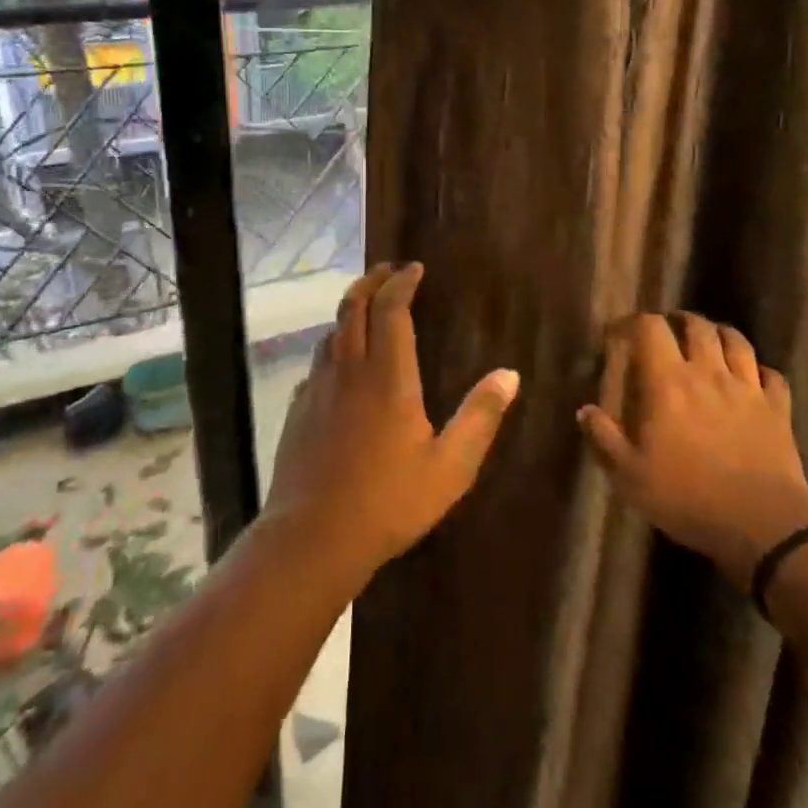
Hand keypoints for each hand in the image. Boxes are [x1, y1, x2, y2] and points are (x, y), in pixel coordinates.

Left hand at [265, 263, 519, 575]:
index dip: (402, 282)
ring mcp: (318, 388)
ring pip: (331, 331)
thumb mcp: (451, 466)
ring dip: (350, 309)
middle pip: (353, 306)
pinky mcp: (298, 409)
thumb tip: (510, 374)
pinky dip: (333, 345)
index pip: (391, 308)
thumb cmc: (389, 502)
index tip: (415, 269)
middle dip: (371, 281)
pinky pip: (317, 361)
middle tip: (388, 270)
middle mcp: (349, 370)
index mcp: (388, 376)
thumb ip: (480, 417)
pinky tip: (341, 363)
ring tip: (368, 307)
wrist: (312, 538)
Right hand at [577, 312, 807, 591]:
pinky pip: (773, 376)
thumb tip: (585, 411)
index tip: (621, 332)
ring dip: (720, 334)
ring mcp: (748, 388)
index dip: (634, 321)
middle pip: (697, 326)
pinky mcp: (778, 409)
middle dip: (680, 320)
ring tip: (710, 341)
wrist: (761, 524)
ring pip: (737, 341)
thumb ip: (604, 438)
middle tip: (669, 330)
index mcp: (668, 382)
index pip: (650, 328)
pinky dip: (761, 371)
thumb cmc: (686, 496)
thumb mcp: (629, 475)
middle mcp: (708, 373)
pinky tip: (755, 378)